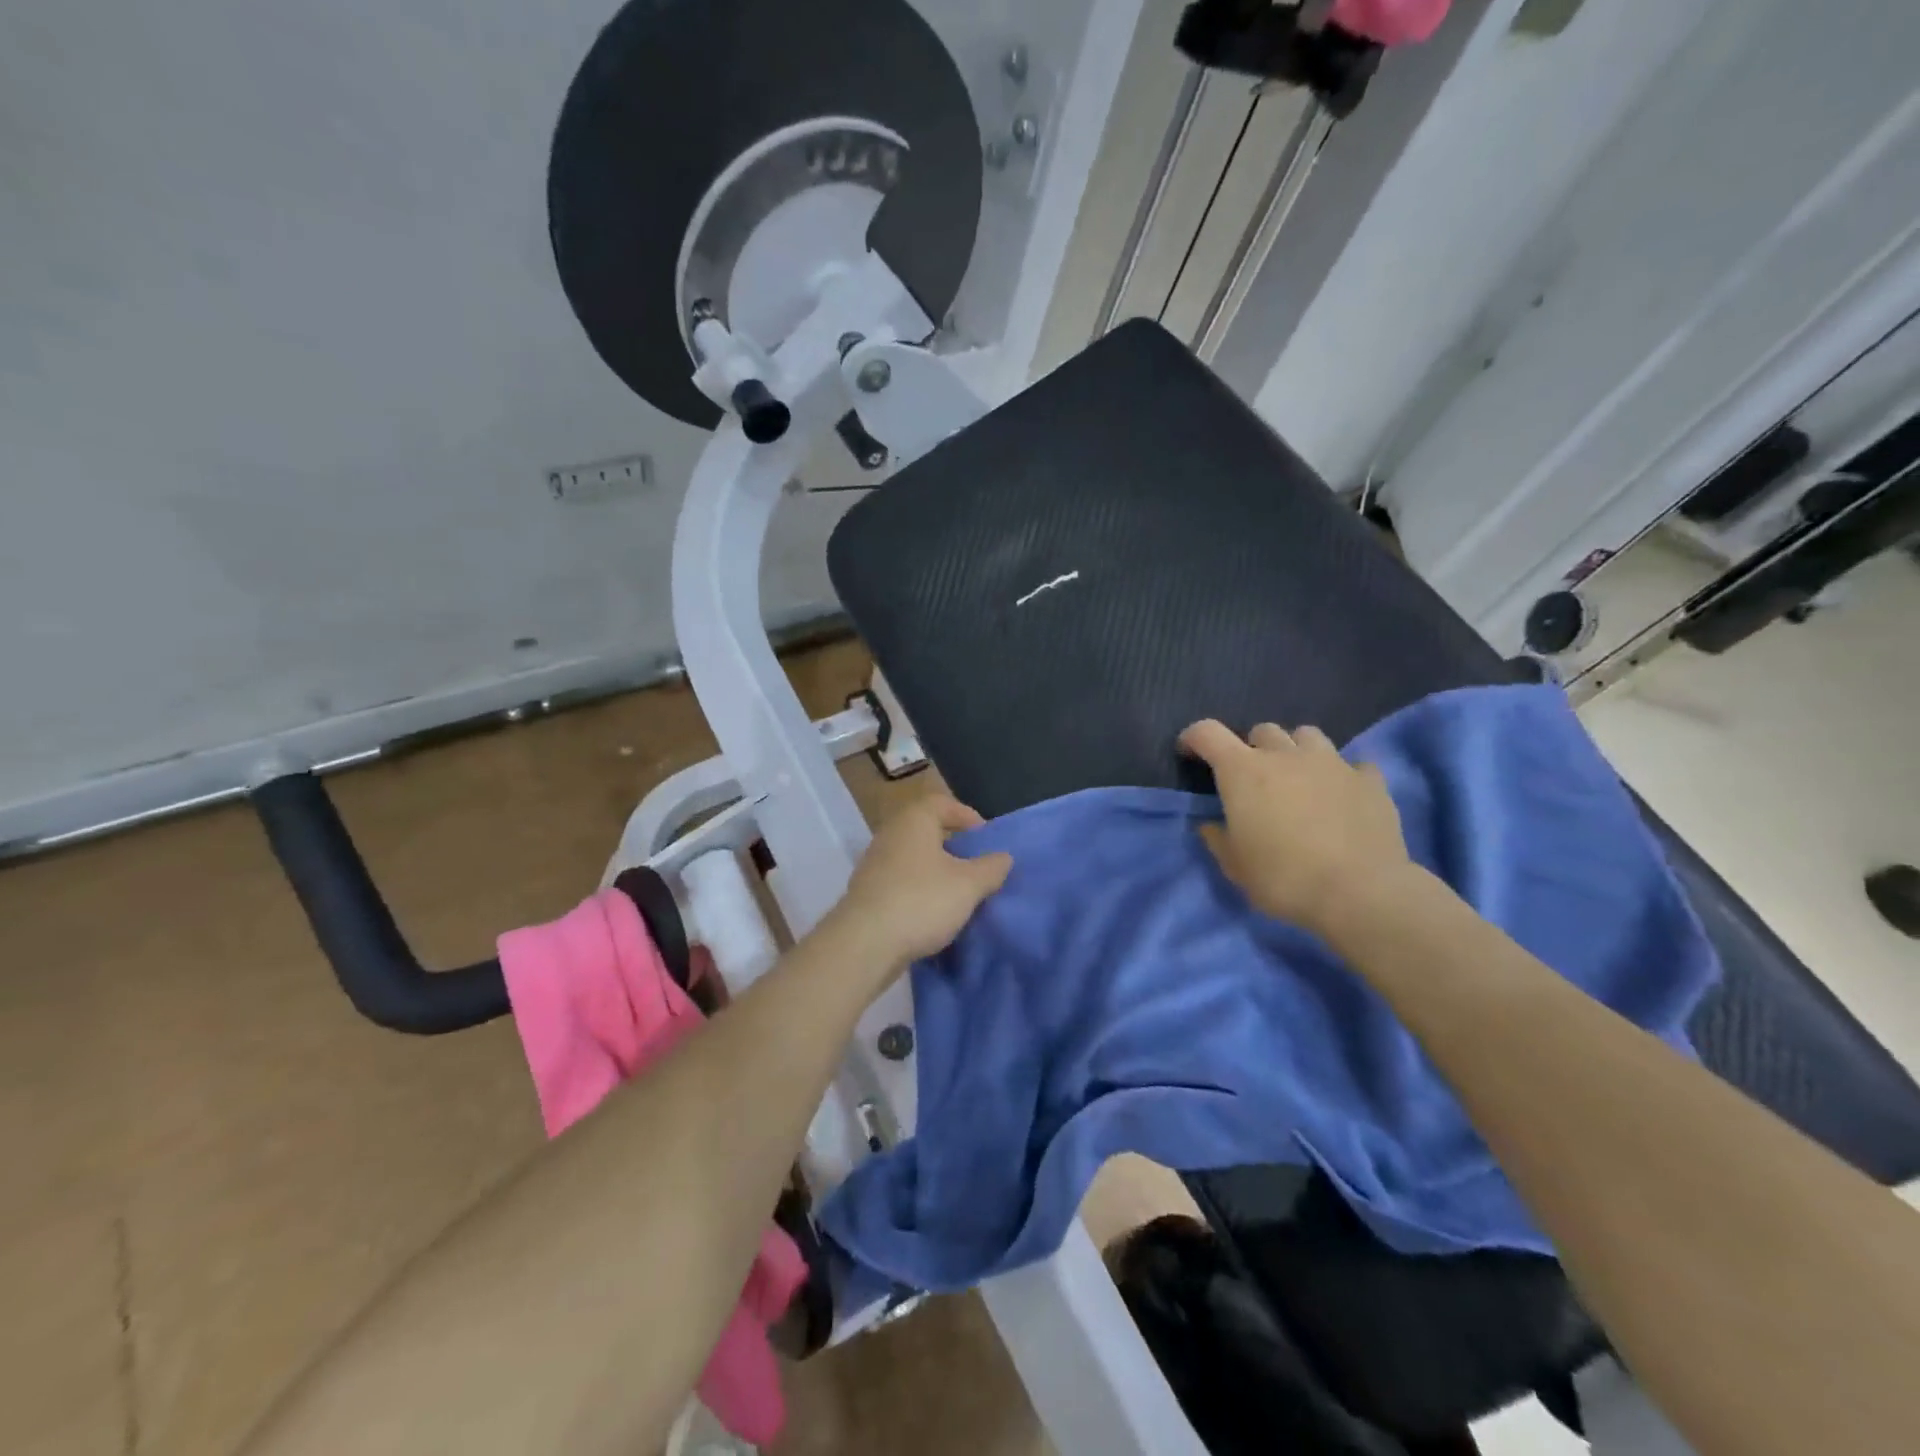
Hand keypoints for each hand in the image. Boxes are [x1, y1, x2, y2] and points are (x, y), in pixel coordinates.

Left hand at [827, 794, 1012, 973]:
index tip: (987, 840)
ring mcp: (875, 864)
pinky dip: (920, 891)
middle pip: (928, 831)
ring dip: (938, 872)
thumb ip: (991, 868)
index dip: (968, 817)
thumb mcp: (969, 885)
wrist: (864, 944)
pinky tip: (934, 914)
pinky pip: (902, 883)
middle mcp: (891, 834)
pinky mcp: (868, 893)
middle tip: (978, 868)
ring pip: (915, 859)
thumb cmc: (921, 901)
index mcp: (914, 820)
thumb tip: (1004, 857)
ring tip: (961, 894)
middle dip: (955, 848)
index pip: (943, 803)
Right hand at [1179, 720, 1410, 936]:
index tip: (1189, 753)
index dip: (1194, 738)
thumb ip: (1218, 838)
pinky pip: (1352, 764)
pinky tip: (1342, 796)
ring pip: (1307, 735)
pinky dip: (1342, 775)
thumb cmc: (1284, 878)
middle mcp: (1285, 755)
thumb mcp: (1235, 867)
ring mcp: (1332, 763)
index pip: (1207, 733)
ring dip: (1296, 750)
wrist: (1361, 893)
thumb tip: (1212, 825)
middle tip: (1253, 778)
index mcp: (1243, 771)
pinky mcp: (1369, 780)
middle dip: (1252, 748)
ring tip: (1299, 778)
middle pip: (1262, 730)